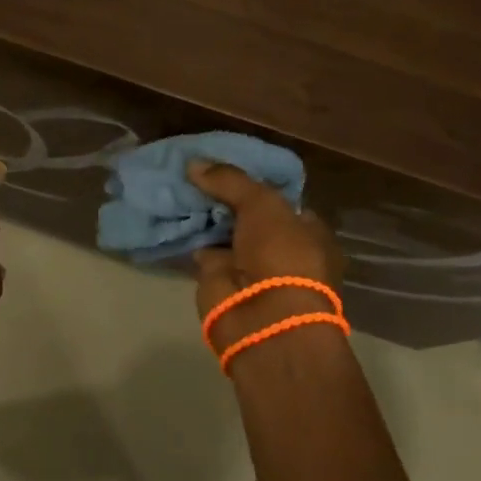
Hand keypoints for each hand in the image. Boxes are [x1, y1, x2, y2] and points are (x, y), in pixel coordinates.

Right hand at [187, 160, 342, 346]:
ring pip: (224, 233)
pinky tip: (172, 215)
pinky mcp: (222, 282)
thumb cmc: (280, 254)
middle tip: (196, 173)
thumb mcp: (261, 203)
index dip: (255, 183)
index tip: (227, 167)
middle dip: (224, 199)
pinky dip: (189, 237)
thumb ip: (230, 180)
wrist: (262, 316)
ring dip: (205, 217)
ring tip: (178, 186)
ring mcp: (251, 268)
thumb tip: (194, 163)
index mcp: (308, 233)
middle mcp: (282, 250)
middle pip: (249, 216)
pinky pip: (203, 250)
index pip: (281, 201)